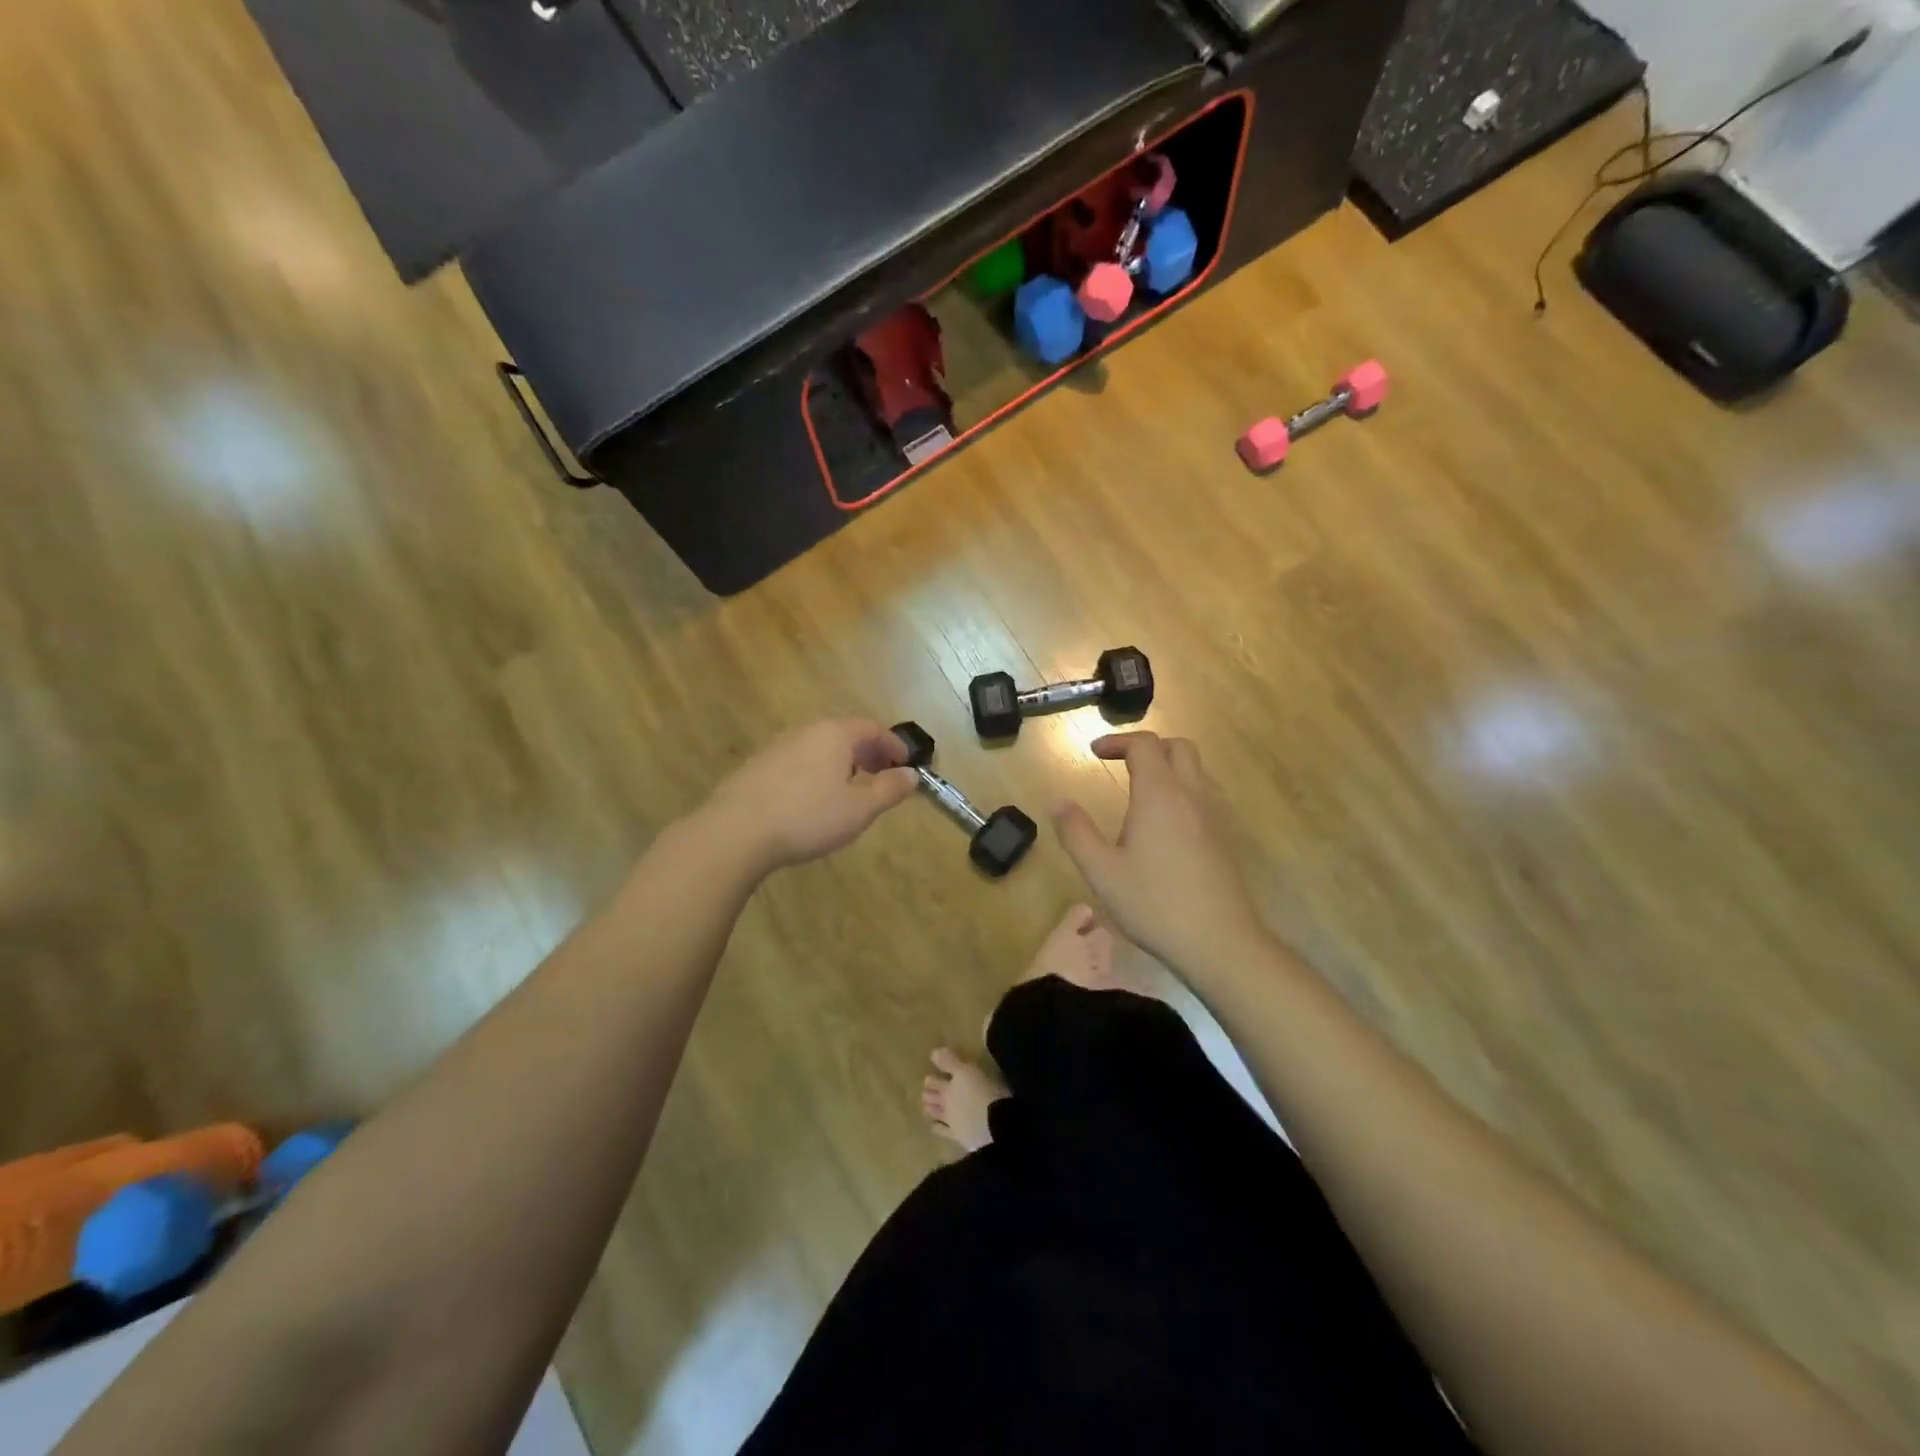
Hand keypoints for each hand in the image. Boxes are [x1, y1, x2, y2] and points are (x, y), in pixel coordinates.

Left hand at [703, 718, 918, 873]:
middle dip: (868, 752)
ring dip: (841, 762)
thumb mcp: (859, 809)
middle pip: (844, 733)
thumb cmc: (807, 817)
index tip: (905, 764)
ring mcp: (777, 747)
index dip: (893, 744)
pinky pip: (798, 761)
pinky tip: (813, 800)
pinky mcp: (756, 767)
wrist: (735, 832)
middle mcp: (805, 731)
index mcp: (834, 734)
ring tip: (850, 789)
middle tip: (882, 775)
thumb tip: (912, 775)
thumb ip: (889, 789)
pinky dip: (816, 772)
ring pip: (819, 747)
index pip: (872, 727)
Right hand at [1054, 733, 1264, 971]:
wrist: (1218, 942)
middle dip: (1148, 747)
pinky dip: (1183, 791)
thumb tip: (1058, 802)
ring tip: (1141, 791)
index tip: (1094, 754)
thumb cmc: (1154, 904)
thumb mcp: (1102, 872)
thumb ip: (1077, 833)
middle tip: (1122, 764)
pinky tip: (1165, 824)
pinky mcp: (1224, 839)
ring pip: (1196, 771)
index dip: (1117, 742)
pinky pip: (1204, 796)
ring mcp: (1213, 817)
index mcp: (1159, 796)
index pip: (1144, 746)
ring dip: (1169, 767)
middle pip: (1178, 747)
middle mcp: (1191, 796)